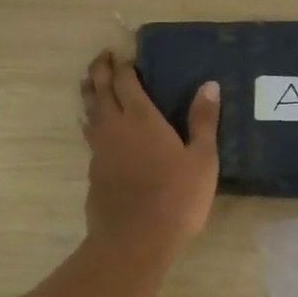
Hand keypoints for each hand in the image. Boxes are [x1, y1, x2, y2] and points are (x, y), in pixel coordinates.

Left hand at [80, 50, 219, 261]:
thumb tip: (208, 85)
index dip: (124, 66)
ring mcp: (99, 150)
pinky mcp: (93, 171)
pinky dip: (90, 123)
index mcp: (141, 118)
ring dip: (89, 93)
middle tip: (102, 57)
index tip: (124, 56)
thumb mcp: (202, 160)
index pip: (126, 82)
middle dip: (100, 70)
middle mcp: (114, 127)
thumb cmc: (176, 198)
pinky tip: (95, 129)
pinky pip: (89, 136)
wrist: (135, 239)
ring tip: (90, 83)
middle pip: (100, 90)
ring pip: (89, 112)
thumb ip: (203, 121)